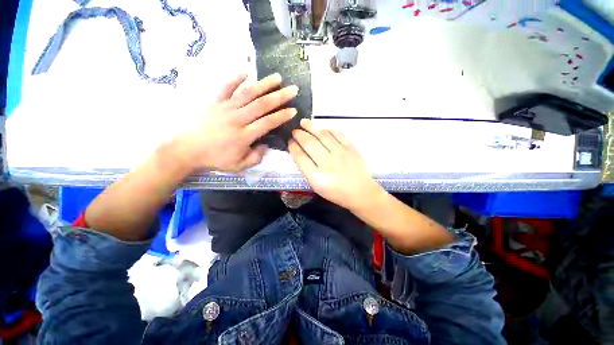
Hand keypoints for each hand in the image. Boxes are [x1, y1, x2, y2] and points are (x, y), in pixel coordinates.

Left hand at [175, 73, 297, 172]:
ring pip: (247, 93)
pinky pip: (225, 87)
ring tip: (277, 77)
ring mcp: (225, 108)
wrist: (185, 150)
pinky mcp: (214, 102)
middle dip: (280, 96)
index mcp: (244, 136)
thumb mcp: (239, 166)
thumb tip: (265, 144)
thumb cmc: (214, 159)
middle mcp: (237, 119)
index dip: (282, 116)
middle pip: (262, 105)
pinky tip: (245, 70)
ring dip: (264, 84)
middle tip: (293, 89)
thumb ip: (256, 157)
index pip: (268, 123)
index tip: (294, 110)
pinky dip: (235, 78)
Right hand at [288, 119, 383, 210]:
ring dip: (311, 126)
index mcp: (317, 176)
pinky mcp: (350, 147)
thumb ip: (306, 170)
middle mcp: (328, 162)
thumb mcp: (317, 186)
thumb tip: (298, 152)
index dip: (293, 147)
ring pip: (322, 134)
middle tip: (294, 131)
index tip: (290, 142)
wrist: (360, 192)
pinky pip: (337, 133)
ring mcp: (340, 153)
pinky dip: (327, 129)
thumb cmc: (336, 192)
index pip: (300, 157)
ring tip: (304, 122)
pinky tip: (321, 128)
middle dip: (299, 134)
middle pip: (309, 143)